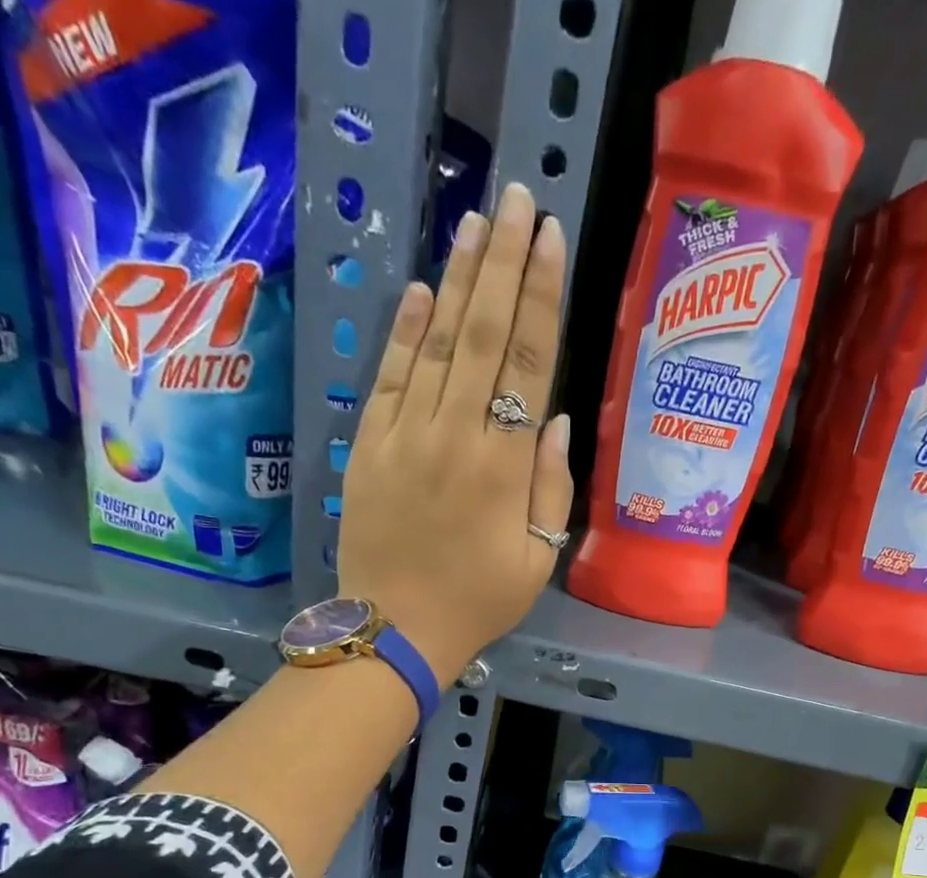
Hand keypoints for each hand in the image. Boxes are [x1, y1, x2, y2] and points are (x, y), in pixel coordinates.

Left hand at [338, 181, 573, 682]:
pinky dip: (405, 329)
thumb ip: (552, 488)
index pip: (529, 362)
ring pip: (436, 342)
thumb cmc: (478, 602)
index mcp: (504, 466)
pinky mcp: (368, 444)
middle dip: (504, 262)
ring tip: (477, 221)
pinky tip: (420, 289)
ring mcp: (405, 434)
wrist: (395, 630)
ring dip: (458, 279)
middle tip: (518, 199)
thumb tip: (558, 419)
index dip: (541, 295)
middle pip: (483, 333)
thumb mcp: (538, 559)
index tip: (551, 237)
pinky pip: (389, 375)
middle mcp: (455, 435)